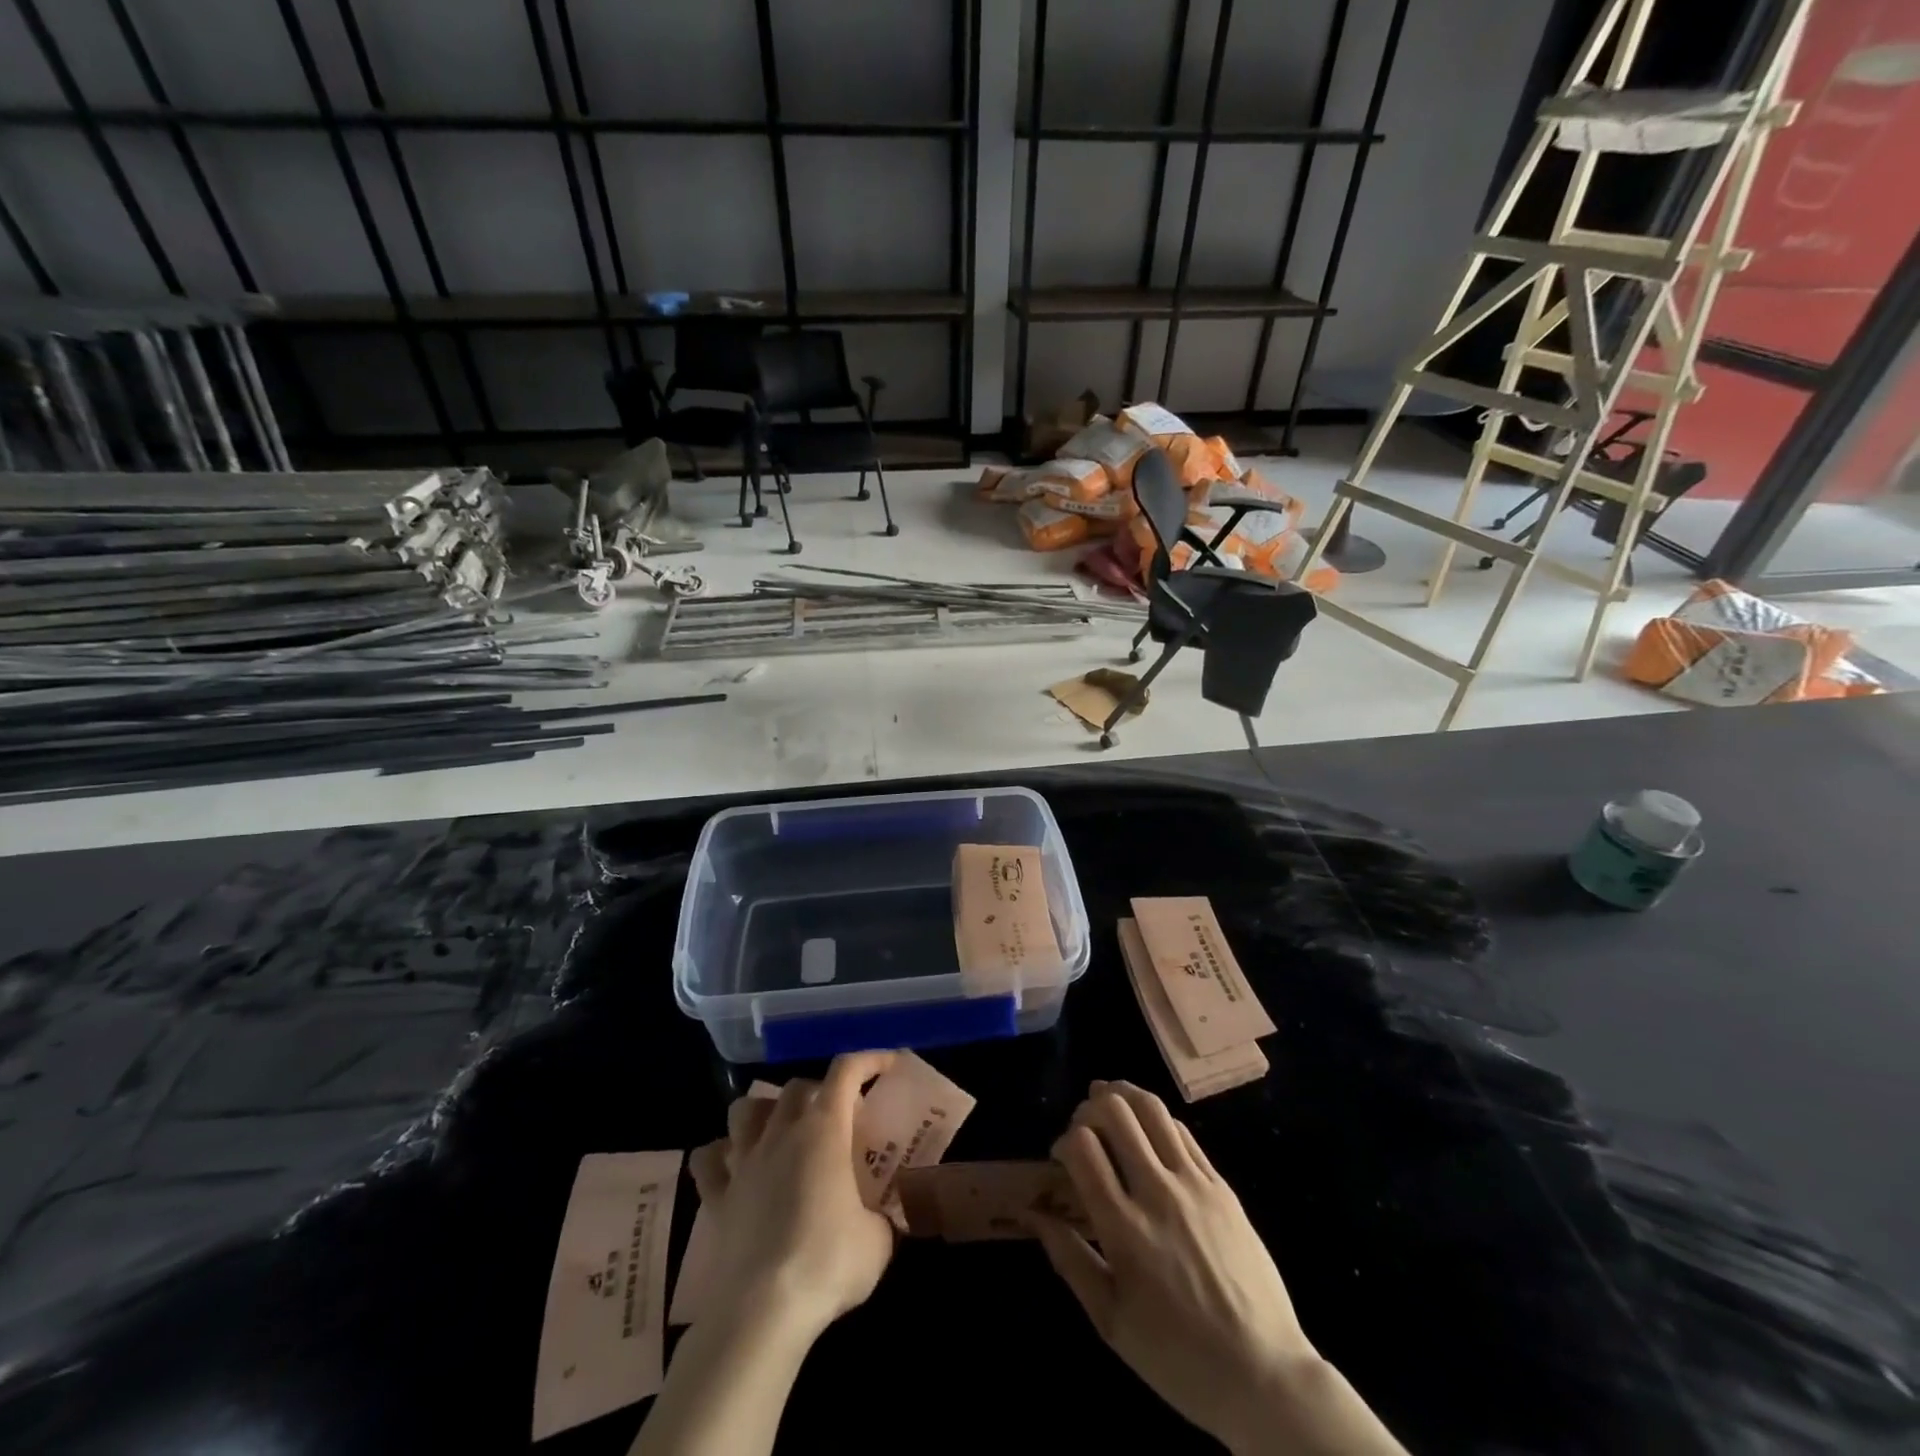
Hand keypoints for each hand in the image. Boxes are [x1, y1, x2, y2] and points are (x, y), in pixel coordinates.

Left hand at [686, 1052, 898, 1340]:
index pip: (846, 1071)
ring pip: (745, 1110)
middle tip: (839, 1119)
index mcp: (824, 1130)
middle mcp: (781, 1133)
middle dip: (820, 1091)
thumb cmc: (827, 1264)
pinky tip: (734, 1166)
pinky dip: (720, 1155)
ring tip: (782, 1132)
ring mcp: (743, 1163)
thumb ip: (882, 1217)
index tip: (887, 1064)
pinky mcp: (716, 1198)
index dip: (869, 1059)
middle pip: (797, 1087)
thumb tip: (882, 1219)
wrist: (761, 1312)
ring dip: (765, 1111)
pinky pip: (708, 1161)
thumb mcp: (878, 1241)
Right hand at [1034, 1081, 1402, 1455]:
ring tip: (1108, 1100)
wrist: (1264, 1374)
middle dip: (1089, 1108)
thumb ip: (1069, 1260)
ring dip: (1123, 1095)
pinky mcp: (1221, 1185)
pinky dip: (1155, 1117)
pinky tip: (1146, 1127)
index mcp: (1125, 1229)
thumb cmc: (1178, 1356)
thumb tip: (1034, 1215)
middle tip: (1083, 1128)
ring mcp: (1194, 1184)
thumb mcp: (1111, 1322)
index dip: (1063, 1140)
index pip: (1083, 1147)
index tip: (1061, 1159)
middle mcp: (1158, 1193)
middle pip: (1115, 1113)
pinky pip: (1182, 1130)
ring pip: (1151, 1109)